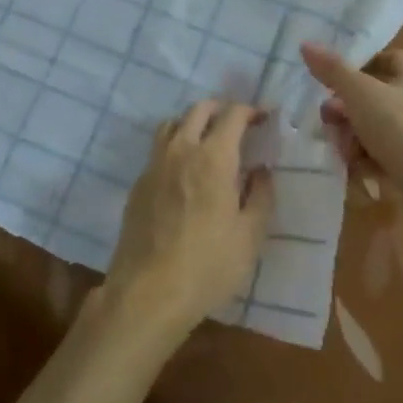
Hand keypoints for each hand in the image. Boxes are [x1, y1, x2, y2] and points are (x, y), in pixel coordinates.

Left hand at [104, 100, 275, 337]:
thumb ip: (261, 196)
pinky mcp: (138, 184)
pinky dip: (174, 146)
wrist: (147, 293)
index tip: (263, 118)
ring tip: (207, 140)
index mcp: (214, 157)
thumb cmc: (208, 266)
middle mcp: (182, 150)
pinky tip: (183, 171)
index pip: (233, 115)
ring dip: (192, 122)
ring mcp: (155, 165)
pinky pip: (158, 150)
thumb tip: (263, 170)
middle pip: (199, 110)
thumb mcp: (249, 237)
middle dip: (221, 109)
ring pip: (172, 124)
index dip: (251, 110)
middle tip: (237, 124)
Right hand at [301, 42, 402, 209]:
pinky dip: (370, 159)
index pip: (381, 59)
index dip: (353, 69)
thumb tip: (306, 44)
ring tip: (342, 152)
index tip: (330, 85)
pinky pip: (389, 153)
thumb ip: (332, 70)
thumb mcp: (360, 93)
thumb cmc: (400, 128)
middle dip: (346, 111)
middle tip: (329, 122)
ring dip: (354, 138)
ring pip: (378, 127)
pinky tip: (357, 170)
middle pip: (375, 96)